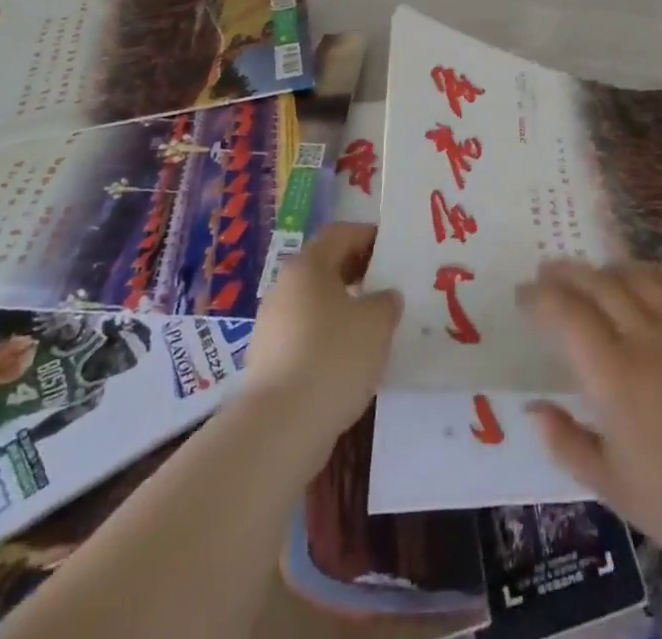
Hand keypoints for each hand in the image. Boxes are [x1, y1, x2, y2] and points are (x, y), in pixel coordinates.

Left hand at [243, 222, 401, 455]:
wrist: (280, 427)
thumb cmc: (333, 356)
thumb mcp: (377, 322)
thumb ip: (386, 301)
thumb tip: (384, 298)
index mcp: (308, 266)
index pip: (340, 234)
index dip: (368, 236)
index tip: (394, 250)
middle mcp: (284, 288)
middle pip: (326, 267)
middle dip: (359, 273)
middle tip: (389, 287)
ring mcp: (271, 325)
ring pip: (316, 304)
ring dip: (344, 308)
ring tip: (374, 327)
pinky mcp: (268, 361)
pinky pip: (305, 336)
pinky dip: (328, 339)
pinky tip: (349, 361)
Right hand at [519, 259, 661, 571]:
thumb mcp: (608, 484)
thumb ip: (564, 441)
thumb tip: (531, 408)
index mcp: (614, 378)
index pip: (567, 315)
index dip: (540, 298)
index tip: (523, 295)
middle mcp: (645, 340)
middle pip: (598, 285)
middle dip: (566, 272)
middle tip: (546, 271)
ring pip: (636, 277)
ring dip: (605, 267)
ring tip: (589, 273)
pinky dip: (653, 269)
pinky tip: (640, 274)